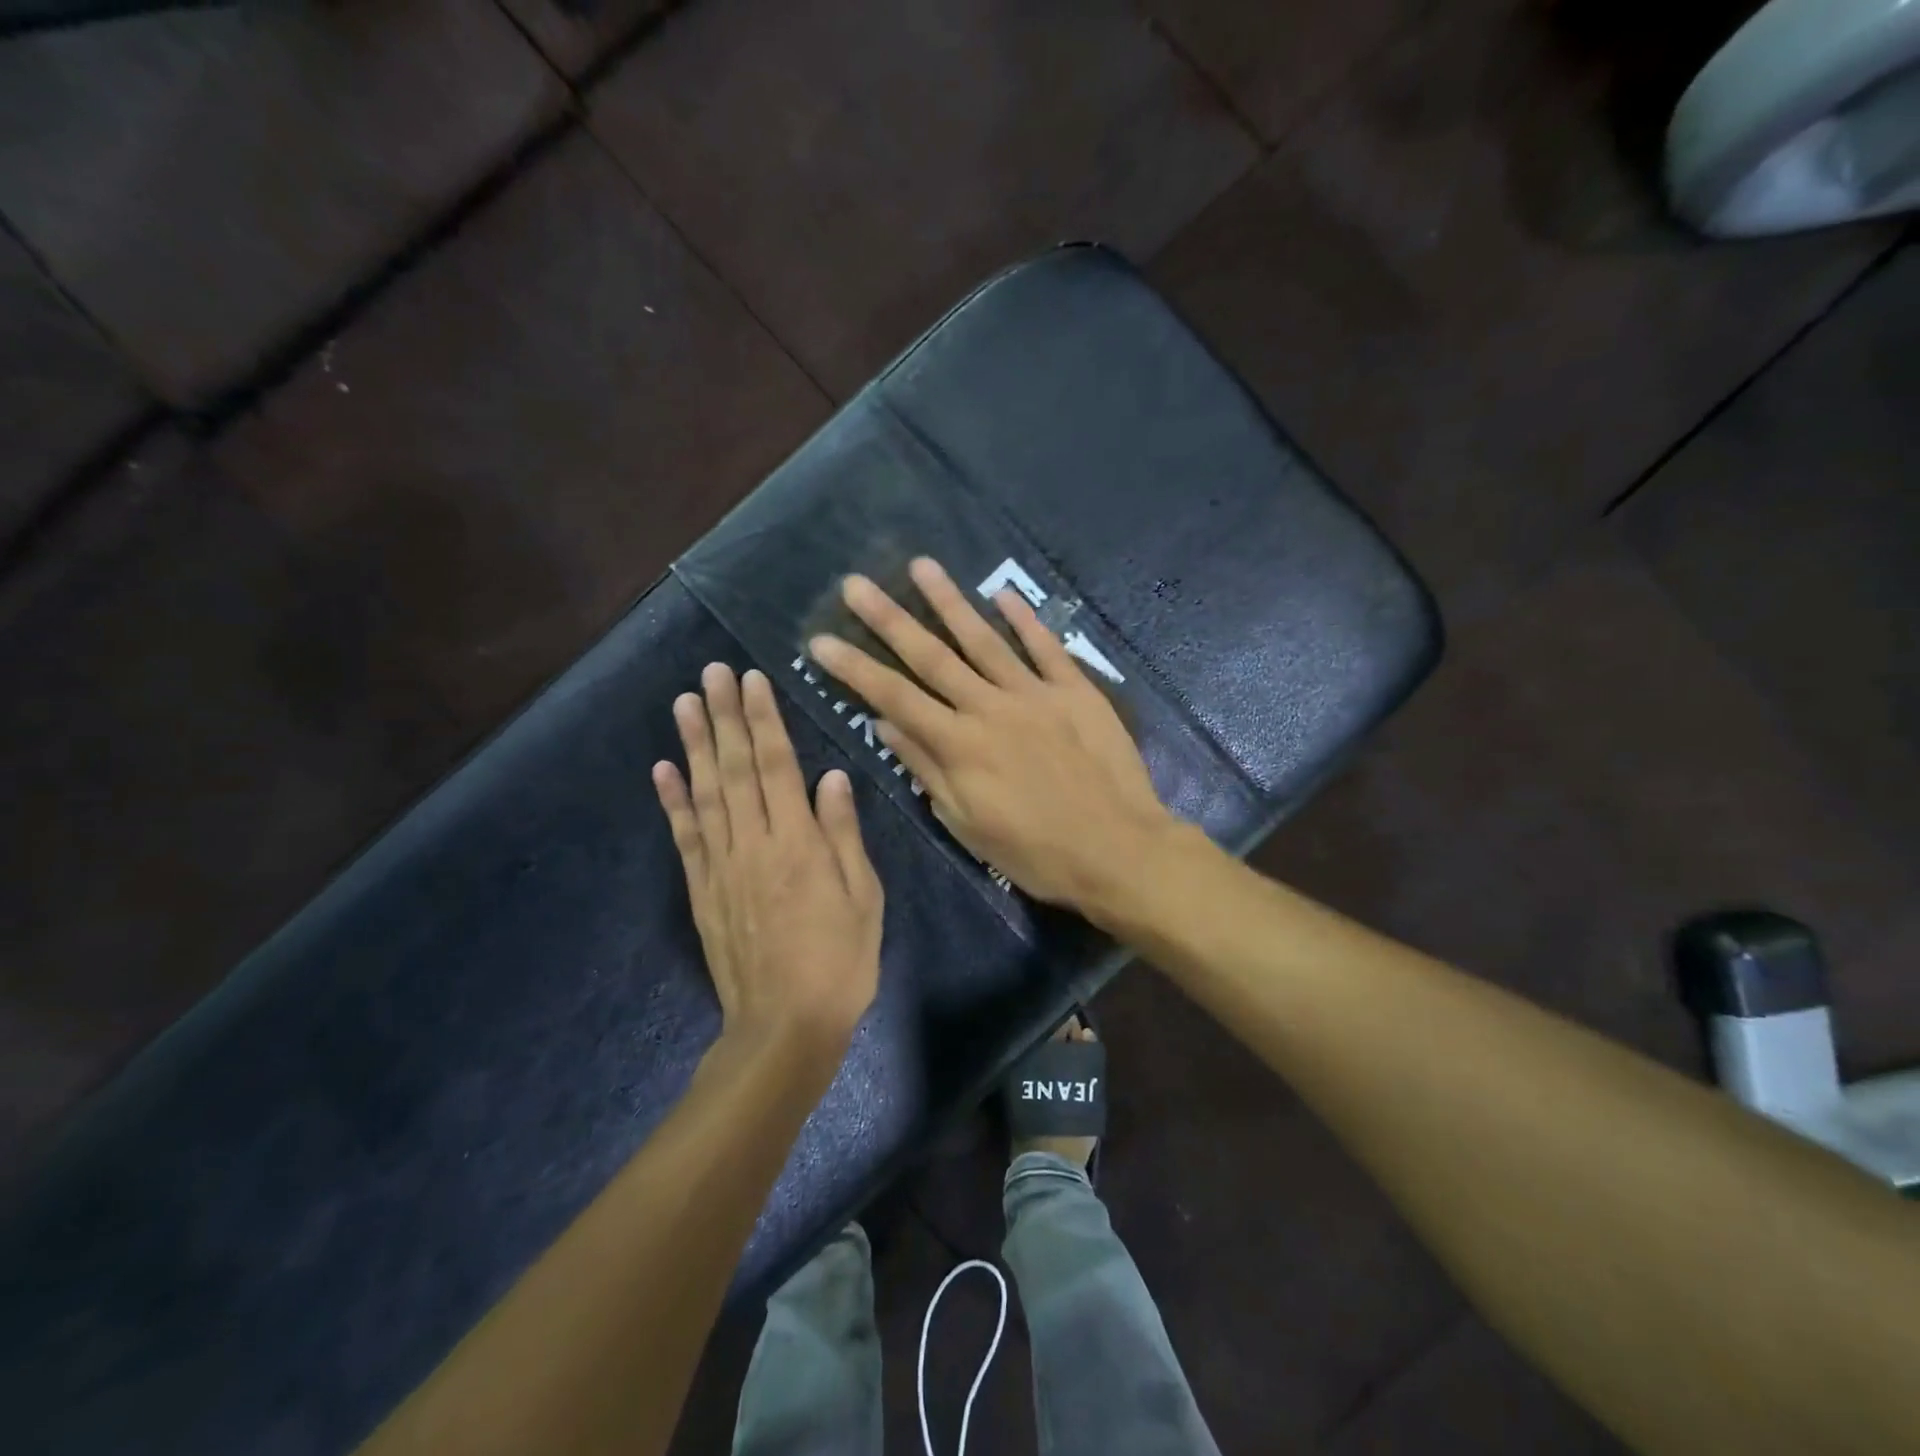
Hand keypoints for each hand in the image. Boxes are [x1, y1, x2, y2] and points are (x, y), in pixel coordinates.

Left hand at [653, 664, 883, 1059]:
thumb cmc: (839, 963)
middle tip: (711, 673)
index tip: (752, 680)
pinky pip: (685, 837)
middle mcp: (753, 844)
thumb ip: (843, 835)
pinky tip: (663, 769)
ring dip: (695, 745)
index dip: (764, 720)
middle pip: (736, 769)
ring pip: (706, 794)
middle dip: (725, 716)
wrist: (783, 1028)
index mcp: (797, 844)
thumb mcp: (863, 898)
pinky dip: (672, 801)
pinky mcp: (702, 891)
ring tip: (684, 703)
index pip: (777, 766)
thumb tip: (831, 777)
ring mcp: (721, 867)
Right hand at [806, 558, 1179, 916]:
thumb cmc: (1035, 851)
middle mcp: (990, 708)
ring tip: (921, 566)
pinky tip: (1002, 593)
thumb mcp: (967, 823)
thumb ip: (926, 768)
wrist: (1116, 850)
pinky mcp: (1076, 691)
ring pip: (984, 639)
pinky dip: (1025, 619)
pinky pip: (1046, 647)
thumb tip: (884, 723)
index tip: (819, 640)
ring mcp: (1035, 693)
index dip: (854, 668)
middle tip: (855, 584)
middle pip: (931, 656)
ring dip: (949, 601)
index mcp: (959, 745)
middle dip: (888, 619)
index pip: (893, 697)